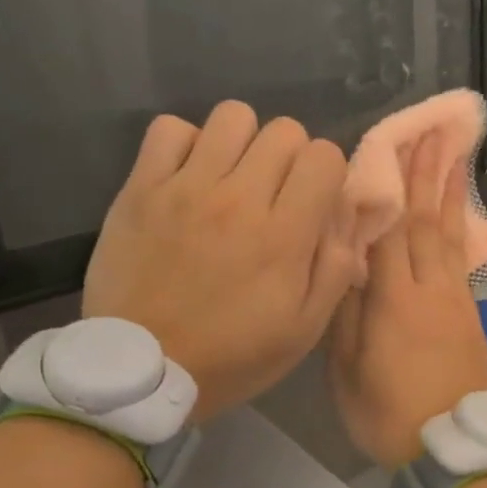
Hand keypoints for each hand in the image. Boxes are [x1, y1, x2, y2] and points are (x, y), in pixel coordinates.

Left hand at [83, 101, 359, 422]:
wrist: (141, 371)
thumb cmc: (231, 356)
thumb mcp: (303, 331)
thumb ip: (336, 270)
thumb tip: (346, 220)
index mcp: (284, 235)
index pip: (324, 155)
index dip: (327, 174)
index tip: (313, 203)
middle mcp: (239, 198)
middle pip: (284, 130)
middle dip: (291, 157)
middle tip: (275, 193)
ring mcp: (186, 187)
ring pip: (232, 116)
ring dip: (243, 142)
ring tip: (232, 177)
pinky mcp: (141, 188)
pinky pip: (170, 129)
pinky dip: (186, 143)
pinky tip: (188, 176)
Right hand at [329, 130, 486, 467]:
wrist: (449, 450)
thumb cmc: (385, 412)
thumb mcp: (346, 368)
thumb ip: (347, 309)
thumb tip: (348, 261)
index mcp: (396, 300)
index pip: (391, 230)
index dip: (390, 187)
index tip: (392, 147)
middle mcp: (431, 289)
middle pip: (428, 222)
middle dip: (428, 175)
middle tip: (432, 133)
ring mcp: (457, 301)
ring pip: (452, 236)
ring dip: (451, 194)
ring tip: (454, 156)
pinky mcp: (471, 315)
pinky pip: (462, 260)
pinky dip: (459, 229)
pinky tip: (457, 215)